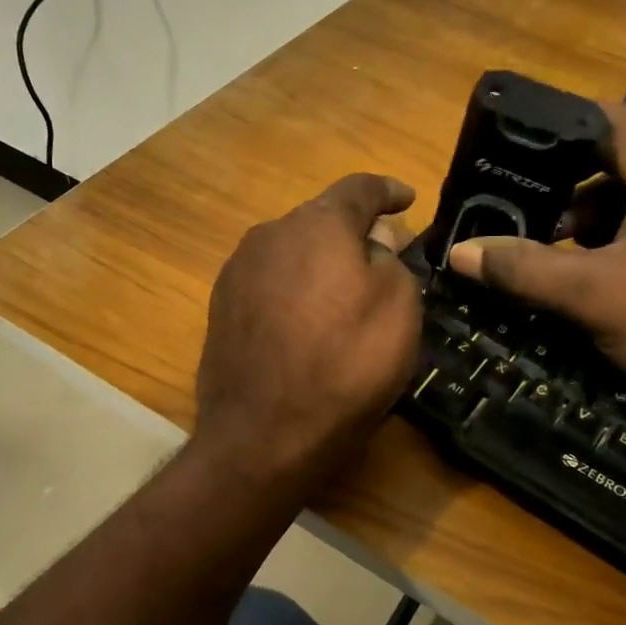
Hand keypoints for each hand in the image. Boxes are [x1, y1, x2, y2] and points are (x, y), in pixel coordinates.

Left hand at [195, 174, 422, 480]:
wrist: (263, 435)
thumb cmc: (345, 366)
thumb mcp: (398, 308)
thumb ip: (389, 260)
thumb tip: (369, 246)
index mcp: (316, 224)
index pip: (359, 188)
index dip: (387, 191)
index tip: (406, 199)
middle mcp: (268, 235)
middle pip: (319, 221)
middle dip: (351, 233)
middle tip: (379, 258)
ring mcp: (236, 273)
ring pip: (290, 253)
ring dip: (318, 264)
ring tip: (340, 296)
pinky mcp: (220, 310)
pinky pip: (269, 285)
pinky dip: (293, 293)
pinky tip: (304, 324)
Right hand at [447, 103, 625, 423]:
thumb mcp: (595, 295)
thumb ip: (523, 267)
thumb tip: (459, 252)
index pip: (599, 121)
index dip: (543, 142)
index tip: (500, 168)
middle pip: (620, 155)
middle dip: (568, 191)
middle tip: (520, 219)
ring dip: (599, 217)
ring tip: (557, 254)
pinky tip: (608, 270)